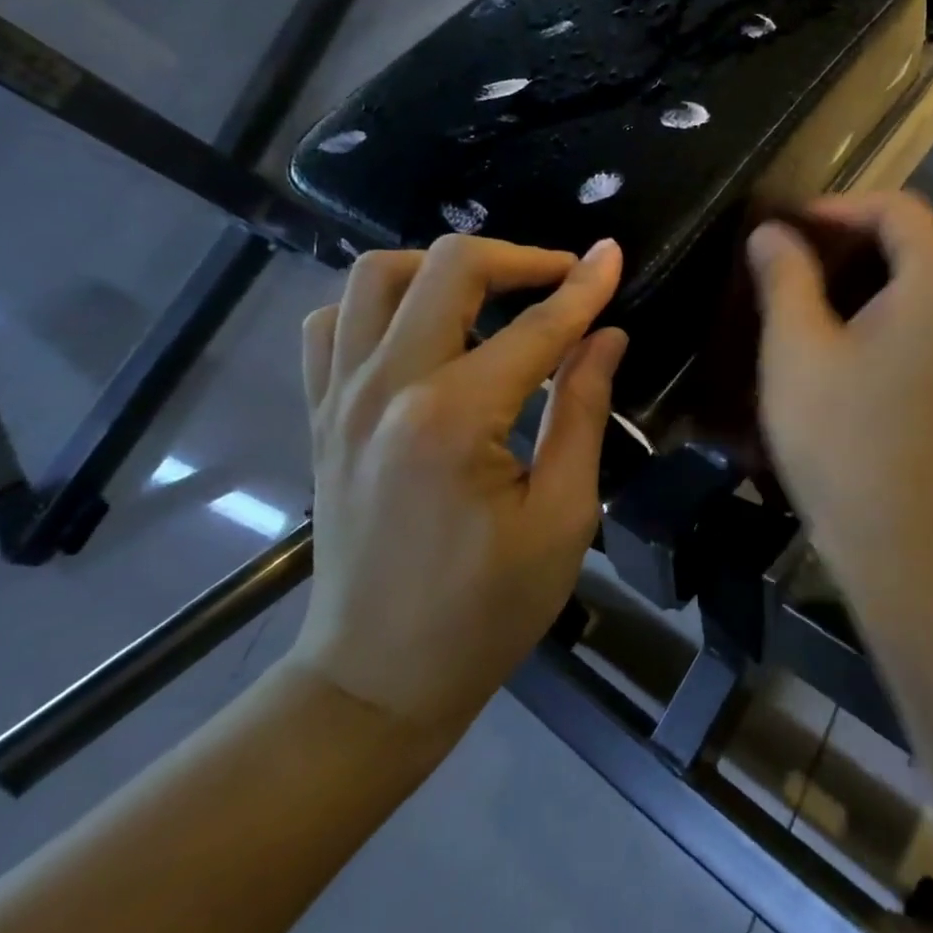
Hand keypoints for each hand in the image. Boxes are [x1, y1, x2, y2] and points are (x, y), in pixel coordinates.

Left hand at [292, 236, 627, 724]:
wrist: (377, 677)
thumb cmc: (486, 611)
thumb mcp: (562, 517)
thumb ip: (582, 412)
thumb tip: (607, 336)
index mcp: (453, 418)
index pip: (535, 326)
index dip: (583, 287)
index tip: (613, 255)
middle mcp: (385, 388)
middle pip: (446, 268)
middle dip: (518, 258)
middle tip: (563, 279)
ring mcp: (339, 397)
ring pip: (376, 276)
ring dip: (442, 268)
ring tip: (493, 295)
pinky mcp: (320, 414)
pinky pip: (332, 322)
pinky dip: (379, 303)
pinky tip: (421, 328)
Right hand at [747, 192, 932, 590]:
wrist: (899, 538)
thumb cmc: (842, 437)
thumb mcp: (797, 347)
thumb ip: (784, 275)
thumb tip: (771, 232)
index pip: (893, 206)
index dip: (834, 208)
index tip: (783, 230)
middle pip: (911, 236)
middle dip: (847, 237)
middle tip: (788, 258)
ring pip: (917, 275)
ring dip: (863, 271)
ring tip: (804, 290)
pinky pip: (925, 311)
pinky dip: (883, 303)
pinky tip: (839, 331)